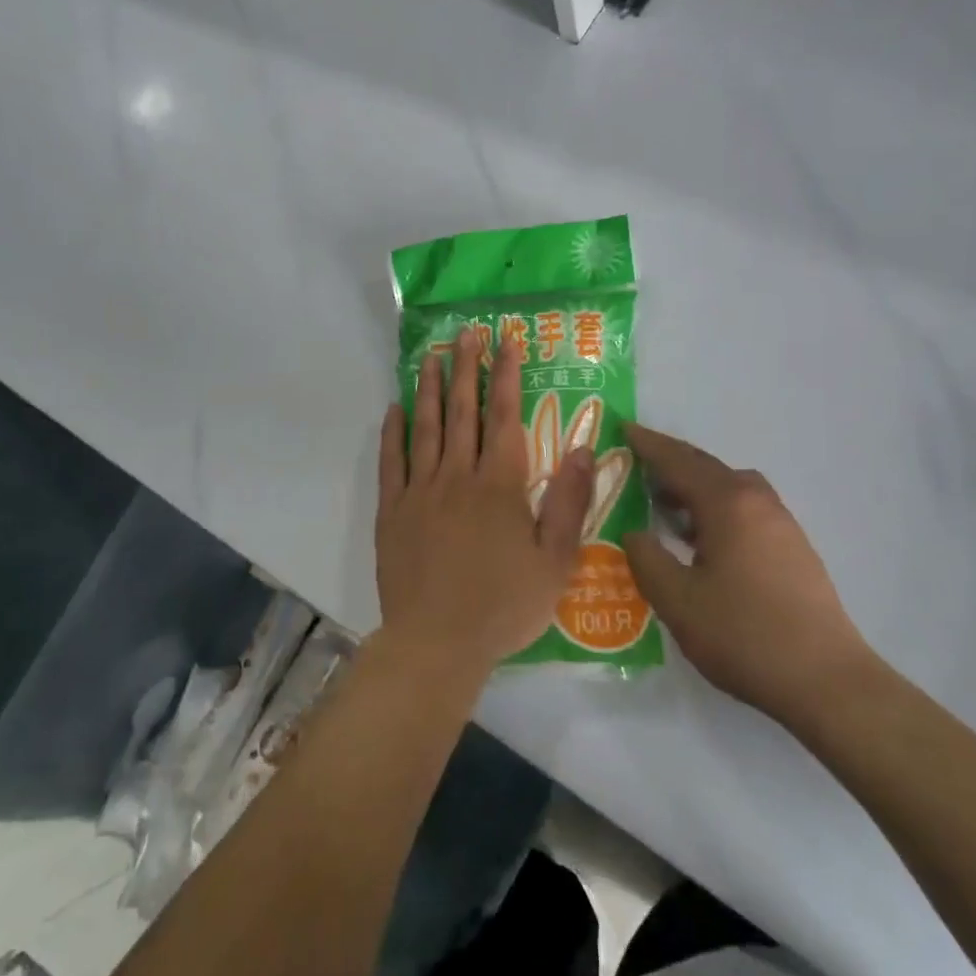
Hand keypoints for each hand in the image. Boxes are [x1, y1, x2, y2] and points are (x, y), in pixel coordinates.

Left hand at [377, 327, 594, 674]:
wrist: (437, 642)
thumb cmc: (503, 605)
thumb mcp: (555, 561)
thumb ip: (568, 502)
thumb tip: (584, 449)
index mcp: (499, 485)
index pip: (504, 416)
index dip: (506, 375)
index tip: (507, 341)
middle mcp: (457, 476)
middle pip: (463, 412)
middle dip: (466, 368)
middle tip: (465, 333)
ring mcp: (420, 491)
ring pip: (425, 428)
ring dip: (430, 389)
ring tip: (431, 357)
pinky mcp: (393, 511)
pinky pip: (391, 462)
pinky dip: (392, 433)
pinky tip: (394, 409)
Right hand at [622, 425, 873, 728]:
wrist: (827, 681)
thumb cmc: (744, 635)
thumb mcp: (677, 600)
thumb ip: (647, 559)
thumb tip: (635, 533)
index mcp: (727, 504)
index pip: (678, 461)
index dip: (647, 444)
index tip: (622, 427)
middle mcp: (756, 501)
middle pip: (706, 467)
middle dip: (670, 462)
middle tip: (635, 463)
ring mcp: (781, 523)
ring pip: (729, 488)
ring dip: (694, 487)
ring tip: (663, 504)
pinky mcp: (793, 547)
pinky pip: (744, 509)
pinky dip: (715, 508)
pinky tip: (701, 539)